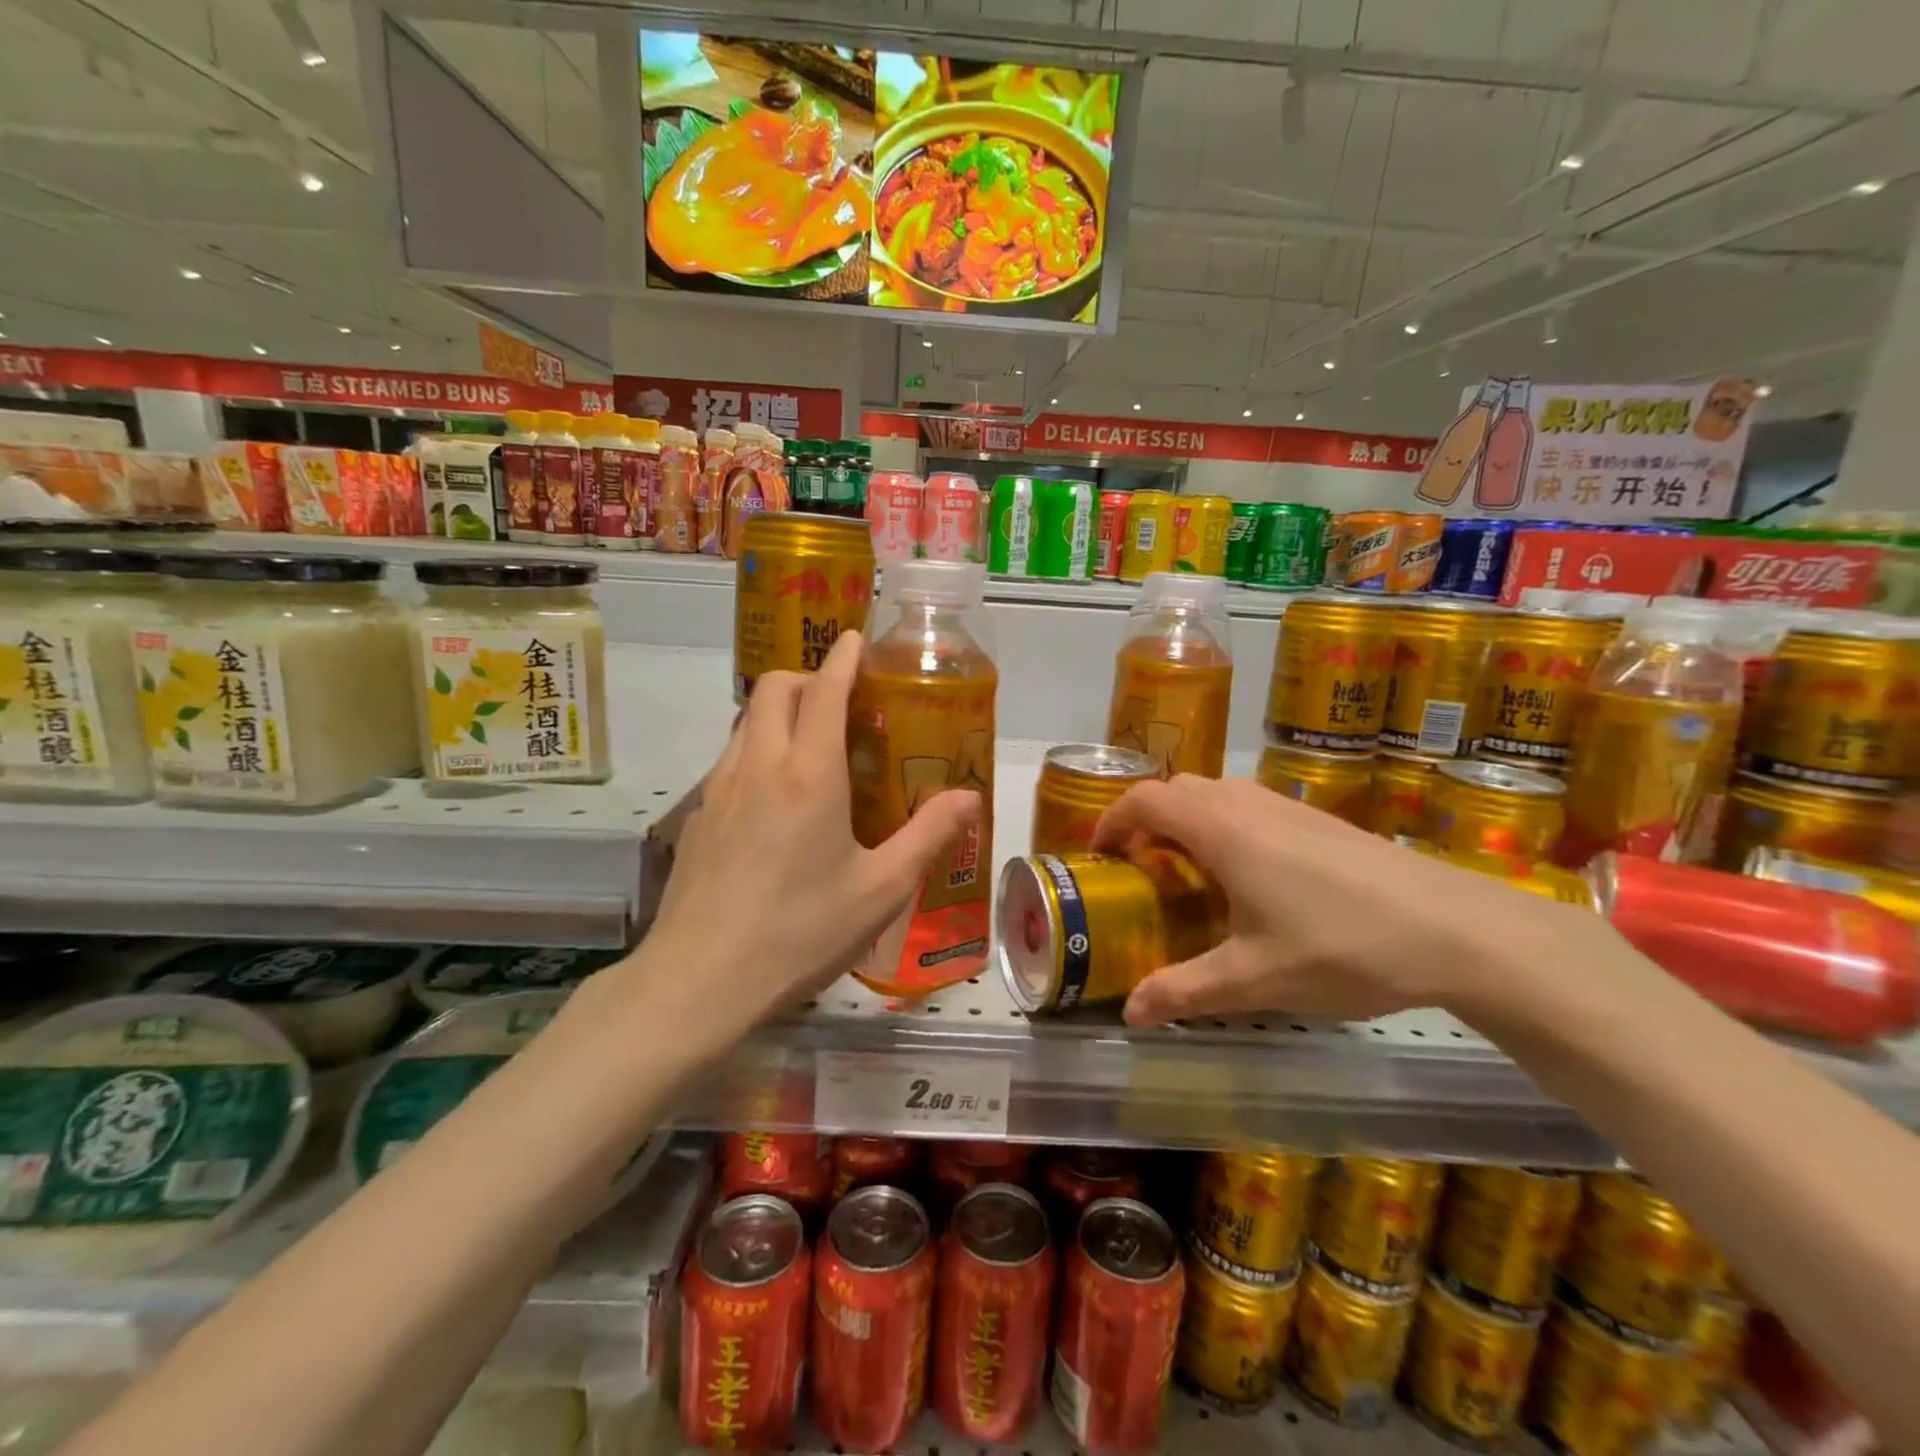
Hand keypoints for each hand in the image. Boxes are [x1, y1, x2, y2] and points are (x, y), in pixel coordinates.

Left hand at [643, 630, 979, 1028]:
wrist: (698, 980)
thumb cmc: (800, 932)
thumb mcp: (881, 891)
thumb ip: (929, 836)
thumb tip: (970, 798)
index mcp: (809, 774)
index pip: (824, 690)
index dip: (843, 658)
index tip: (856, 640)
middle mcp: (759, 765)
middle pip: (774, 688)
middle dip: (807, 676)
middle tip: (841, 703)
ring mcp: (719, 789)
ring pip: (746, 720)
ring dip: (779, 711)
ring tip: (812, 746)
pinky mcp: (697, 816)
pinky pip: (730, 757)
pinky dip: (757, 748)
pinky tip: (776, 799)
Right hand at [1092, 774, 1603, 1028]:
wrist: (1455, 929)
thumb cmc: (1340, 946)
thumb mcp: (1253, 979)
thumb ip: (1184, 991)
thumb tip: (1129, 1014)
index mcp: (1219, 829)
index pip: (1145, 799)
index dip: (1112, 819)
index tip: (1100, 853)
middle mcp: (1246, 804)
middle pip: (1176, 789)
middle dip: (1147, 820)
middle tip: (1140, 868)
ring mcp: (1287, 806)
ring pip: (1216, 794)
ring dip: (1188, 821)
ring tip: (1189, 873)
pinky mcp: (1319, 819)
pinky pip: (1249, 806)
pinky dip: (1224, 826)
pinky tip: (1250, 879)